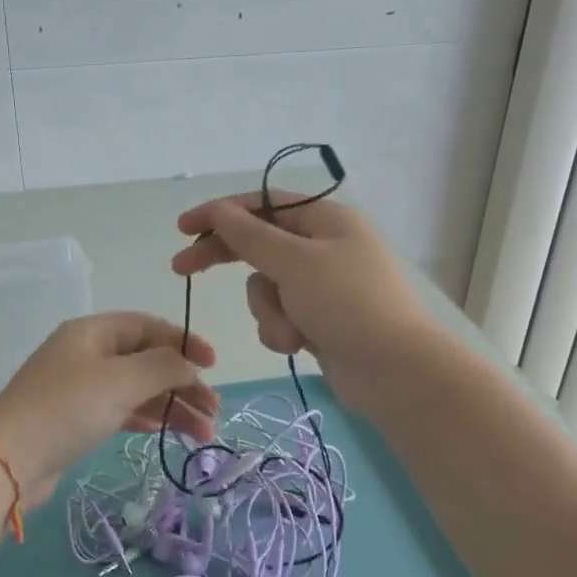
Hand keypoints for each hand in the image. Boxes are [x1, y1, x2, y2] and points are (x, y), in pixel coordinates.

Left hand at [0, 313, 216, 502]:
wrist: (9, 460)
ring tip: (203, 432)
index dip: (184, 342)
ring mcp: (81, 388)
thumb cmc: (68, 408)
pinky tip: (168, 431)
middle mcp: (87, 354)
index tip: (213, 365)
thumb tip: (189, 363)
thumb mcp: (121, 380)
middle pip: (147, 360)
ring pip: (138, 389)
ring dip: (172, 406)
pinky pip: (122, 410)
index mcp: (93, 332)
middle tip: (214, 410)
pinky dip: (147, 418)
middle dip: (183, 382)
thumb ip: (163, 365)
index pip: (148, 326)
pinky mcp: (78, 419)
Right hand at [171, 192, 436, 407]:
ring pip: (265, 288)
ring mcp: (322, 286)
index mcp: (326, 219)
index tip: (183, 228)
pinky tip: (300, 346)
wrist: (395, 372)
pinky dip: (282, 330)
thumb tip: (219, 210)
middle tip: (181, 269)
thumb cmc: (347, 305)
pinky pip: (280, 316)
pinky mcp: (319, 320)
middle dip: (226, 259)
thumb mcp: (294, 263)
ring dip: (268, 310)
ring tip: (291, 329)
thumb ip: (250, 235)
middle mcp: (324, 247)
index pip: (262, 204)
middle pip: (259, 244)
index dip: (220, 212)